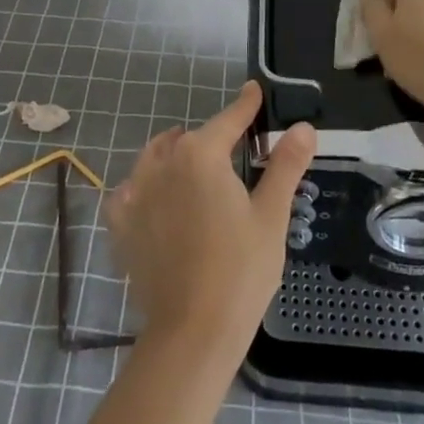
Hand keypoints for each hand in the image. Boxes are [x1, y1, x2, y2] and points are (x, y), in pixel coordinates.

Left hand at [105, 82, 315, 353]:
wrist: (191, 333)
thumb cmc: (240, 271)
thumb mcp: (271, 216)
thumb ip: (285, 165)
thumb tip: (303, 127)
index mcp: (201, 154)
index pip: (229, 119)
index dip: (245, 105)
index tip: (254, 90)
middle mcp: (162, 161)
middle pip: (191, 139)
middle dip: (212, 141)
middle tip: (233, 158)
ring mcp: (135, 190)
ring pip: (157, 157)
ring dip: (175, 156)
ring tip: (194, 172)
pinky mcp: (120, 222)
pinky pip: (132, 189)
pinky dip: (146, 187)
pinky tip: (159, 202)